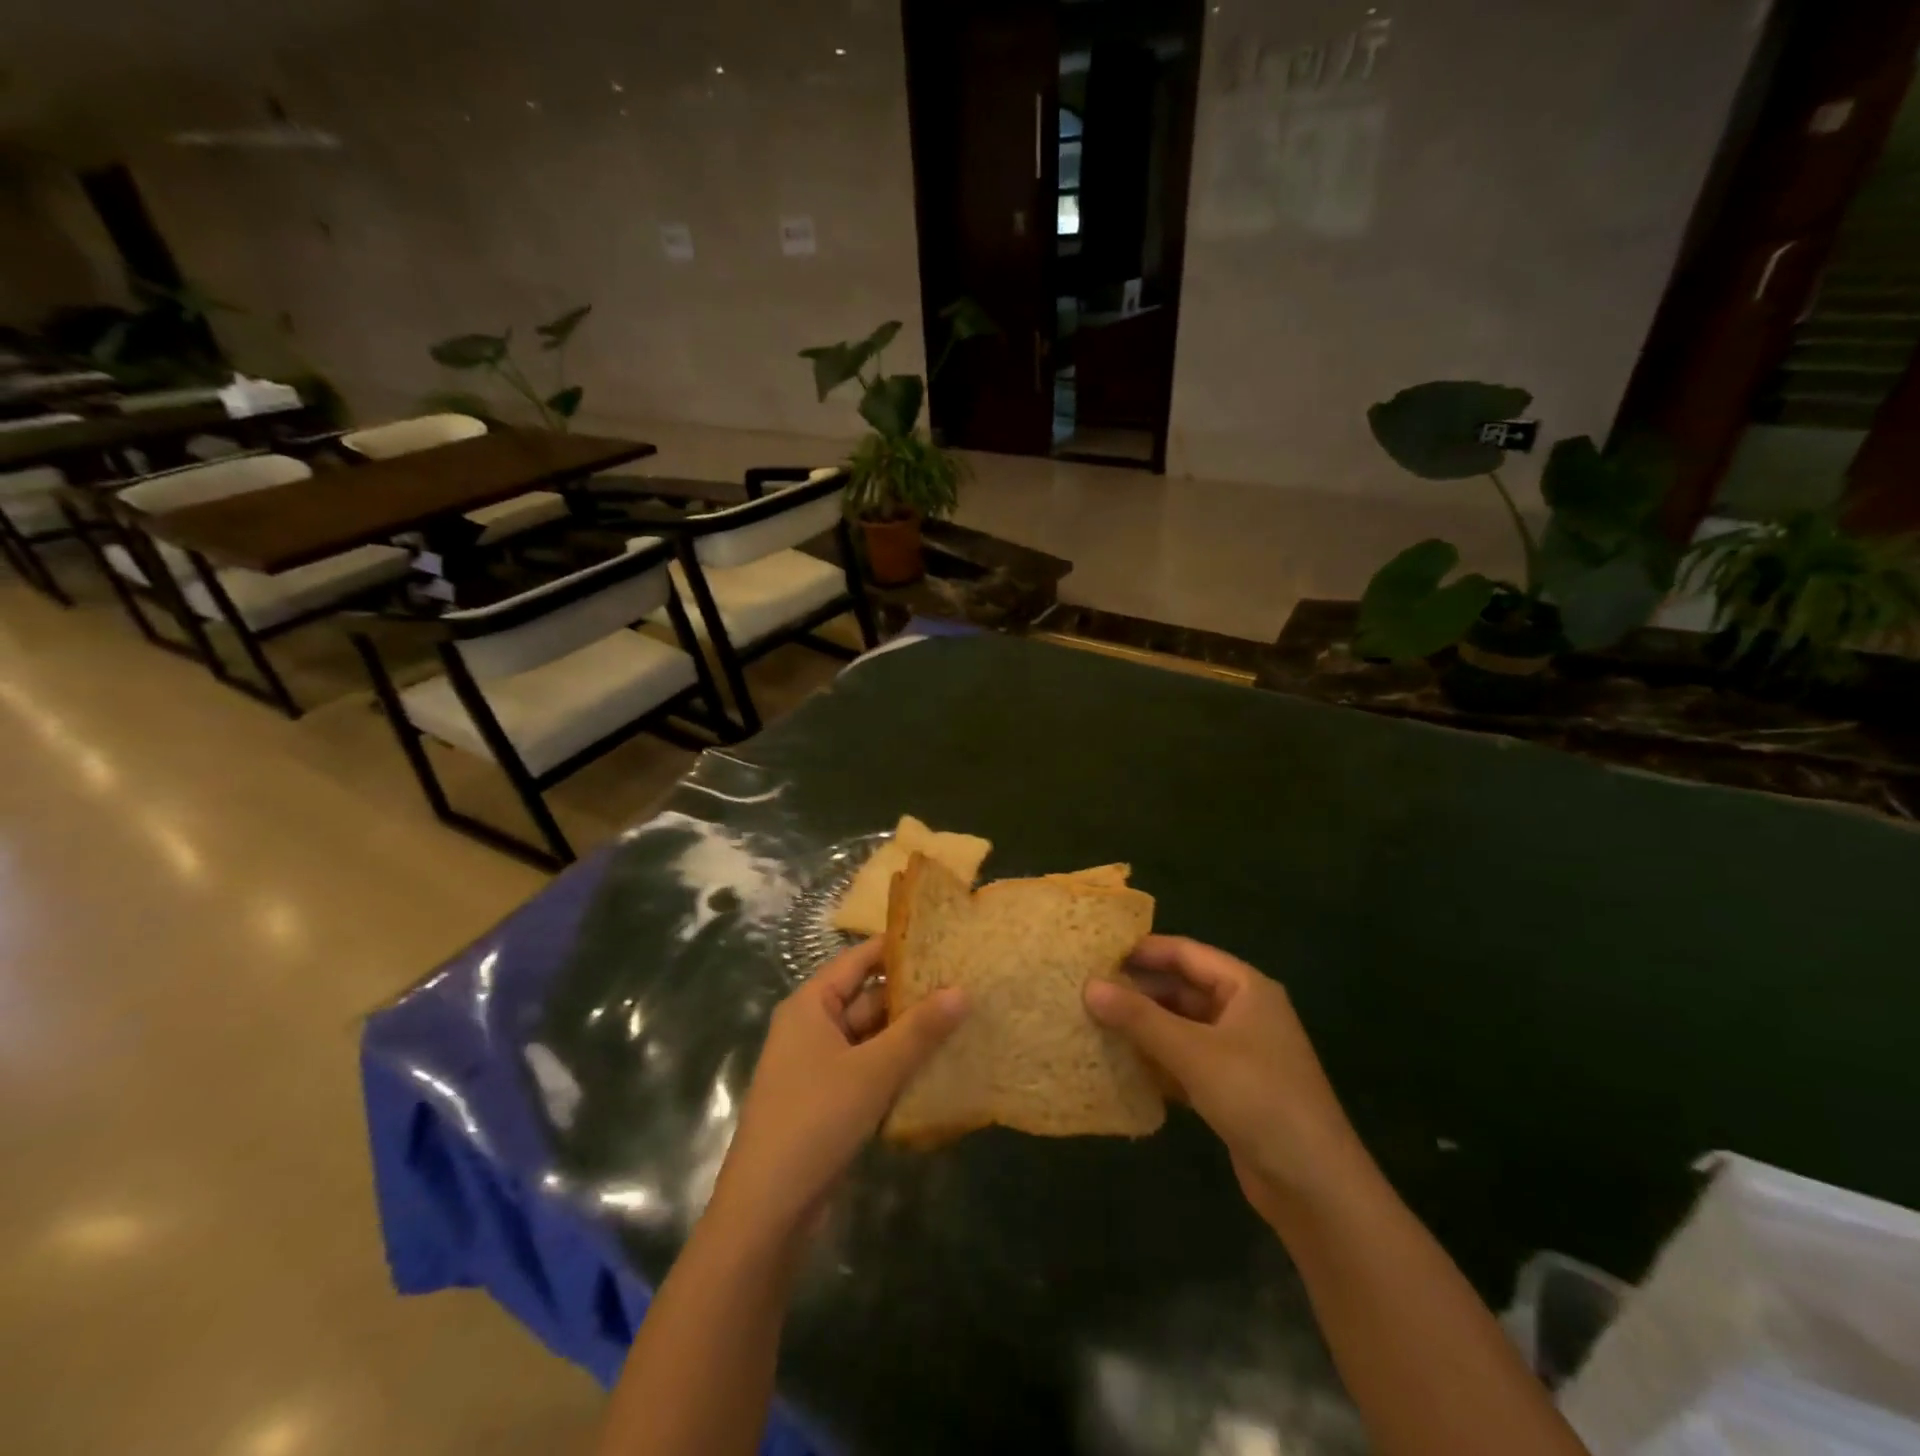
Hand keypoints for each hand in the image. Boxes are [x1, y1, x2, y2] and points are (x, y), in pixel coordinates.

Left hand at [706, 938, 967, 1247]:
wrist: (767, 1211)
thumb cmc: (815, 1121)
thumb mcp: (873, 1071)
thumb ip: (919, 1030)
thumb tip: (963, 990)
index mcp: (811, 1005)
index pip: (860, 959)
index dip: (899, 948)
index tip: (945, 940)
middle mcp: (812, 1026)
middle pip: (869, 998)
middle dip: (914, 995)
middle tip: (967, 984)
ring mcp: (820, 1065)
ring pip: (872, 1036)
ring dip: (910, 1034)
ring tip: (964, 1020)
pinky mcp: (830, 1099)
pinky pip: (869, 1068)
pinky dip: (898, 1066)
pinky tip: (939, 1067)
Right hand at [1085, 936, 1369, 1228]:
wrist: (1316, 1188)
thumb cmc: (1258, 1098)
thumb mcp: (1194, 1052)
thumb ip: (1139, 1018)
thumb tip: (1088, 985)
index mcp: (1245, 988)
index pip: (1185, 953)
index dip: (1142, 950)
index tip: (1095, 952)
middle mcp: (1243, 1012)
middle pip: (1182, 989)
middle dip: (1138, 991)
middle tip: (1086, 990)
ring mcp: (1238, 1052)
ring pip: (1181, 1026)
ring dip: (1144, 1027)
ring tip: (1093, 1022)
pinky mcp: (1230, 1089)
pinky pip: (1185, 1061)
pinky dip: (1156, 1060)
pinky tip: (1121, 1065)